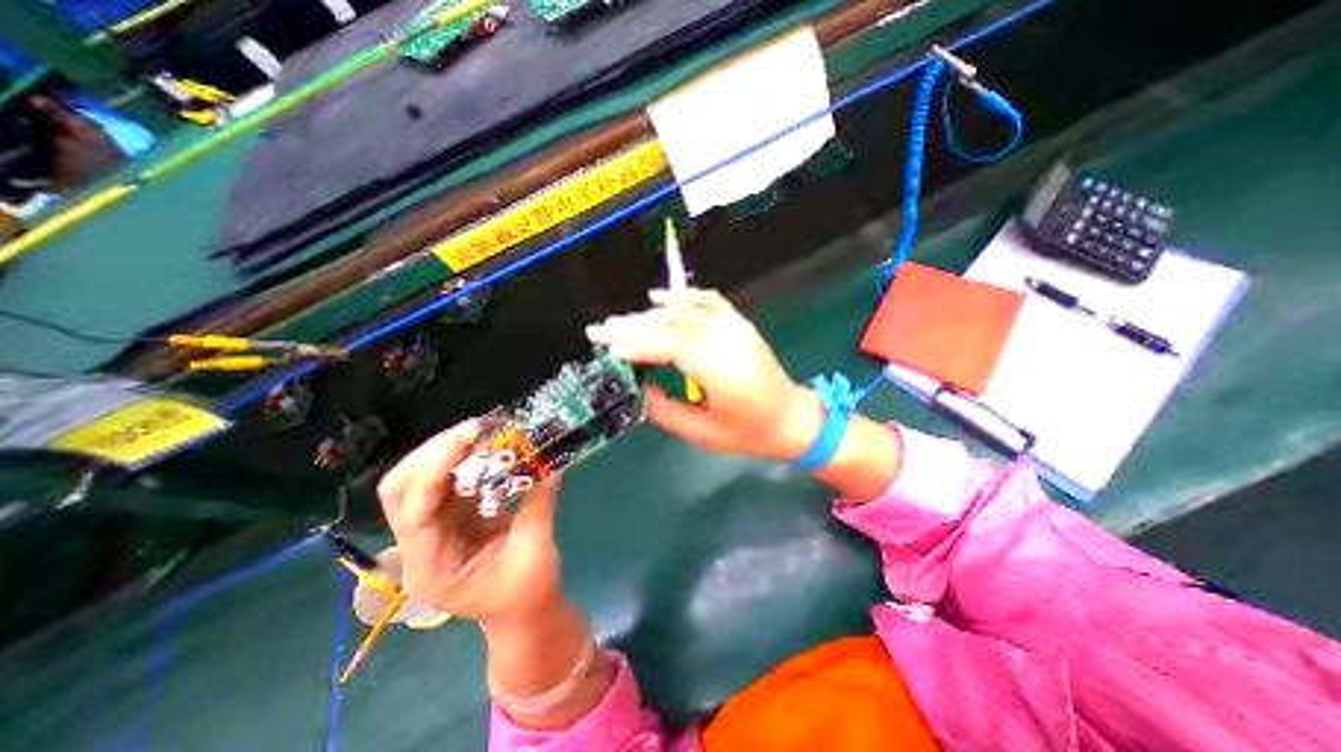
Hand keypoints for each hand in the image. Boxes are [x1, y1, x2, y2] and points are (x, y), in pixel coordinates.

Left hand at [375, 422, 561, 629]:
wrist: (524, 614)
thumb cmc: (528, 593)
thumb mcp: (537, 551)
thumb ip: (539, 505)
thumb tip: (553, 464)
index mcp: (432, 567)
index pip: (415, 511)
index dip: (436, 470)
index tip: (470, 438)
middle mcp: (420, 547)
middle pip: (400, 491)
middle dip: (433, 454)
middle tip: (474, 430)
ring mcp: (433, 531)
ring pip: (419, 481)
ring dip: (448, 452)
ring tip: (482, 431)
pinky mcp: (452, 518)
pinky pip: (447, 482)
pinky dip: (464, 460)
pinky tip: (488, 446)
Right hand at [588, 287, 828, 461]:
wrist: (790, 417)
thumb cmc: (748, 433)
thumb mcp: (703, 434)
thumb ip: (665, 411)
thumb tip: (639, 387)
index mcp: (724, 374)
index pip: (674, 346)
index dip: (640, 345)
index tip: (610, 349)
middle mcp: (730, 343)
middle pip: (675, 325)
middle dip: (633, 328)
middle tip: (599, 331)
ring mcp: (737, 329)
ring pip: (686, 312)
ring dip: (648, 316)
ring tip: (618, 323)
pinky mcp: (740, 324)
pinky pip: (709, 301)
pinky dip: (682, 297)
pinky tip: (658, 299)